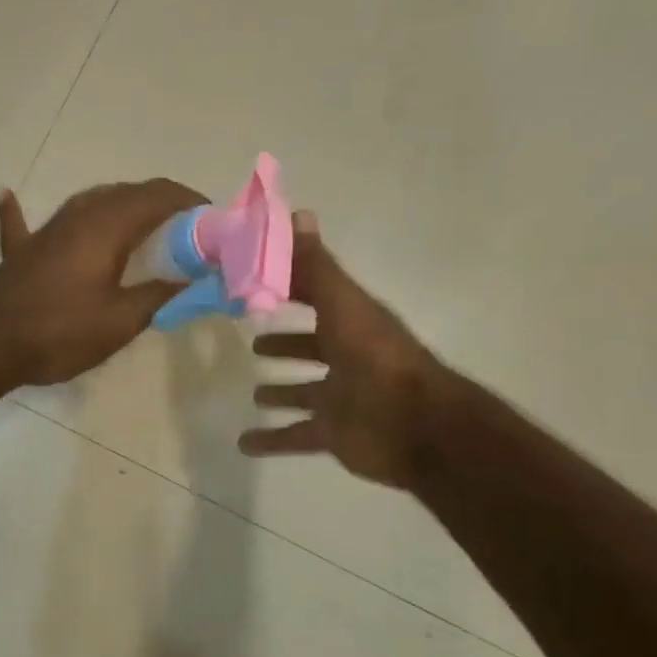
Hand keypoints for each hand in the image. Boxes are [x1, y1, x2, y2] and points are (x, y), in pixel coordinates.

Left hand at [0, 179, 205, 386]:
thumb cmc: (60, 331)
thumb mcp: (121, 321)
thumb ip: (159, 295)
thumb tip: (193, 280)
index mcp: (107, 224)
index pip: (160, 195)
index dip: (191, 202)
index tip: (214, 222)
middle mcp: (78, 214)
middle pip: (128, 194)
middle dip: (163, 206)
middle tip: (189, 235)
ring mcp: (46, 228)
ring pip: (92, 203)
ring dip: (121, 209)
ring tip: (145, 231)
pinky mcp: (22, 250)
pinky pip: (24, 222)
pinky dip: (23, 211)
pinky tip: (6, 194)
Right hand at [238, 212, 444, 490]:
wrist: (413, 424)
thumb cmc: (374, 356)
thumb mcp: (341, 303)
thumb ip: (316, 266)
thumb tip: (298, 213)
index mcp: (349, 322)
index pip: (314, 296)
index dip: (287, 287)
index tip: (253, 282)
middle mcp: (344, 357)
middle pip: (308, 346)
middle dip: (284, 343)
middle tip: (252, 339)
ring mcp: (339, 397)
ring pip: (302, 393)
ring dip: (280, 392)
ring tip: (253, 391)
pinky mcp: (332, 433)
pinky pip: (294, 437)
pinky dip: (270, 441)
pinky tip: (244, 443)